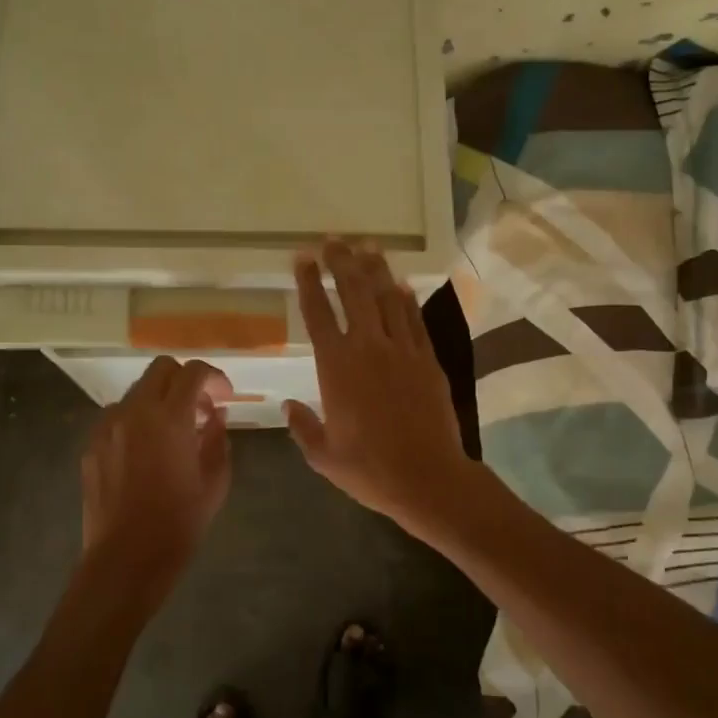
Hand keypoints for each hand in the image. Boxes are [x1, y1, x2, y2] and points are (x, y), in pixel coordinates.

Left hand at [79, 357, 233, 617]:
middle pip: (161, 369)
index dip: (215, 378)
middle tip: (200, 408)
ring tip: (174, 432)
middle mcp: (135, 412)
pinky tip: (148, 452)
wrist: (126, 559)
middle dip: (185, 380)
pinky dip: (138, 421)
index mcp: (170, 418)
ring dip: (160, 400)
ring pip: (137, 392)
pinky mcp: (92, 445)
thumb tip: (214, 418)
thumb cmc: (179, 522)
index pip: (193, 372)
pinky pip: (118, 417)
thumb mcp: (215, 481)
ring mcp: (108, 427)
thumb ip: (218, 439)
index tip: (225, 397)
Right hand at [286, 241, 475, 536]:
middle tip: (333, 240)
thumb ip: (303, 427)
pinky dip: (406, 298)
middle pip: (353, 292)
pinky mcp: (428, 360)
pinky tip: (400, 283)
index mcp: (336, 367)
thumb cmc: (370, 470)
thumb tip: (288, 406)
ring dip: (375, 269)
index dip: (308, 281)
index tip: (302, 257)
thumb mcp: (324, 456)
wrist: (428, 478)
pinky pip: (414, 320)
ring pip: (387, 298)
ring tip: (367, 246)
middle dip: (341, 261)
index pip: (317, 313)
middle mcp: (368, 348)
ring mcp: (403, 351)